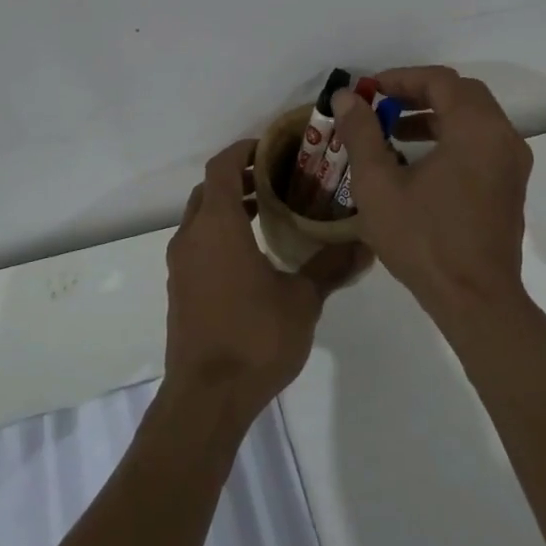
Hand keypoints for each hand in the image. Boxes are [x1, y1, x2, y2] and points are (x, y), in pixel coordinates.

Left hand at [164, 140, 370, 417]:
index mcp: (218, 226)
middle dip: (238, 178)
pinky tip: (252, 256)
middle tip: (278, 179)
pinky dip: (220, 234)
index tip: (271, 148)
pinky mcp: (180, 289)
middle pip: (208, 190)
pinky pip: (198, 245)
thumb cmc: (255, 338)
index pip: (221, 167)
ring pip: (201, 218)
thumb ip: (331, 267)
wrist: (206, 397)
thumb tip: (366, 245)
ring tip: (271, 213)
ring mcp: (180, 265)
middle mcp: (192, 237)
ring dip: (229, 207)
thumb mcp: (303, 300)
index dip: (243, 150)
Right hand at [333, 66, 533, 323]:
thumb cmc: (424, 240)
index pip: (439, 81)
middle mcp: (503, 136)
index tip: (369, 90)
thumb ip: (362, 133)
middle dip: (419, 93)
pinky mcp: (511, 184)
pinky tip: (420, 160)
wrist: (475, 299)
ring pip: (474, 117)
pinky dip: (453, 135)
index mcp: (475, 129)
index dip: (400, 78)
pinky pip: (482, 141)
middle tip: (382, 105)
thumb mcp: (379, 185)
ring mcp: (512, 162)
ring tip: (395, 131)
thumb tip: (346, 96)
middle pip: (461, 93)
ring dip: (435, 114)